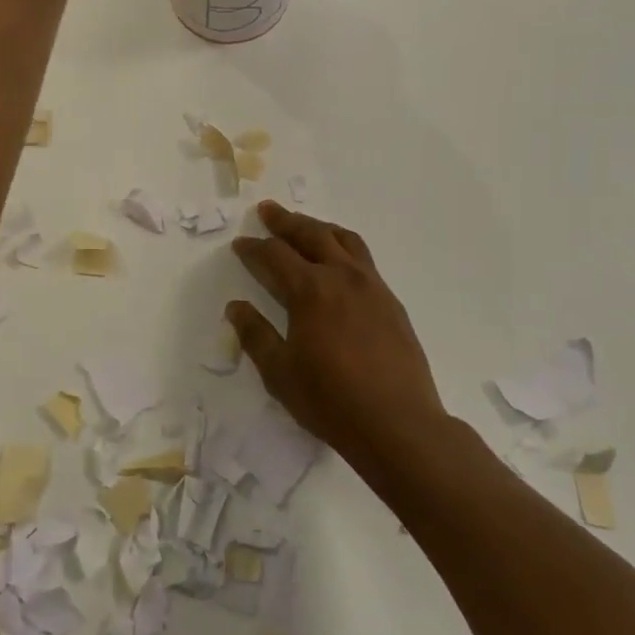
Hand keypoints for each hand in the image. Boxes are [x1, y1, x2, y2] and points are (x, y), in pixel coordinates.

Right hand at [228, 202, 449, 465]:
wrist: (398, 424)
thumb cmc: (330, 400)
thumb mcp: (279, 372)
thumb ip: (255, 334)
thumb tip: (236, 306)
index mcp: (310, 290)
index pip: (275, 256)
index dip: (253, 248)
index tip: (239, 244)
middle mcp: (342, 277)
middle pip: (311, 235)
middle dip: (286, 222)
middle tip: (268, 211)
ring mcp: (372, 287)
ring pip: (344, 240)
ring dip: (319, 228)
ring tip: (305, 225)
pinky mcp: (391, 302)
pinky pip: (364, 260)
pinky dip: (344, 247)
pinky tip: (339, 262)